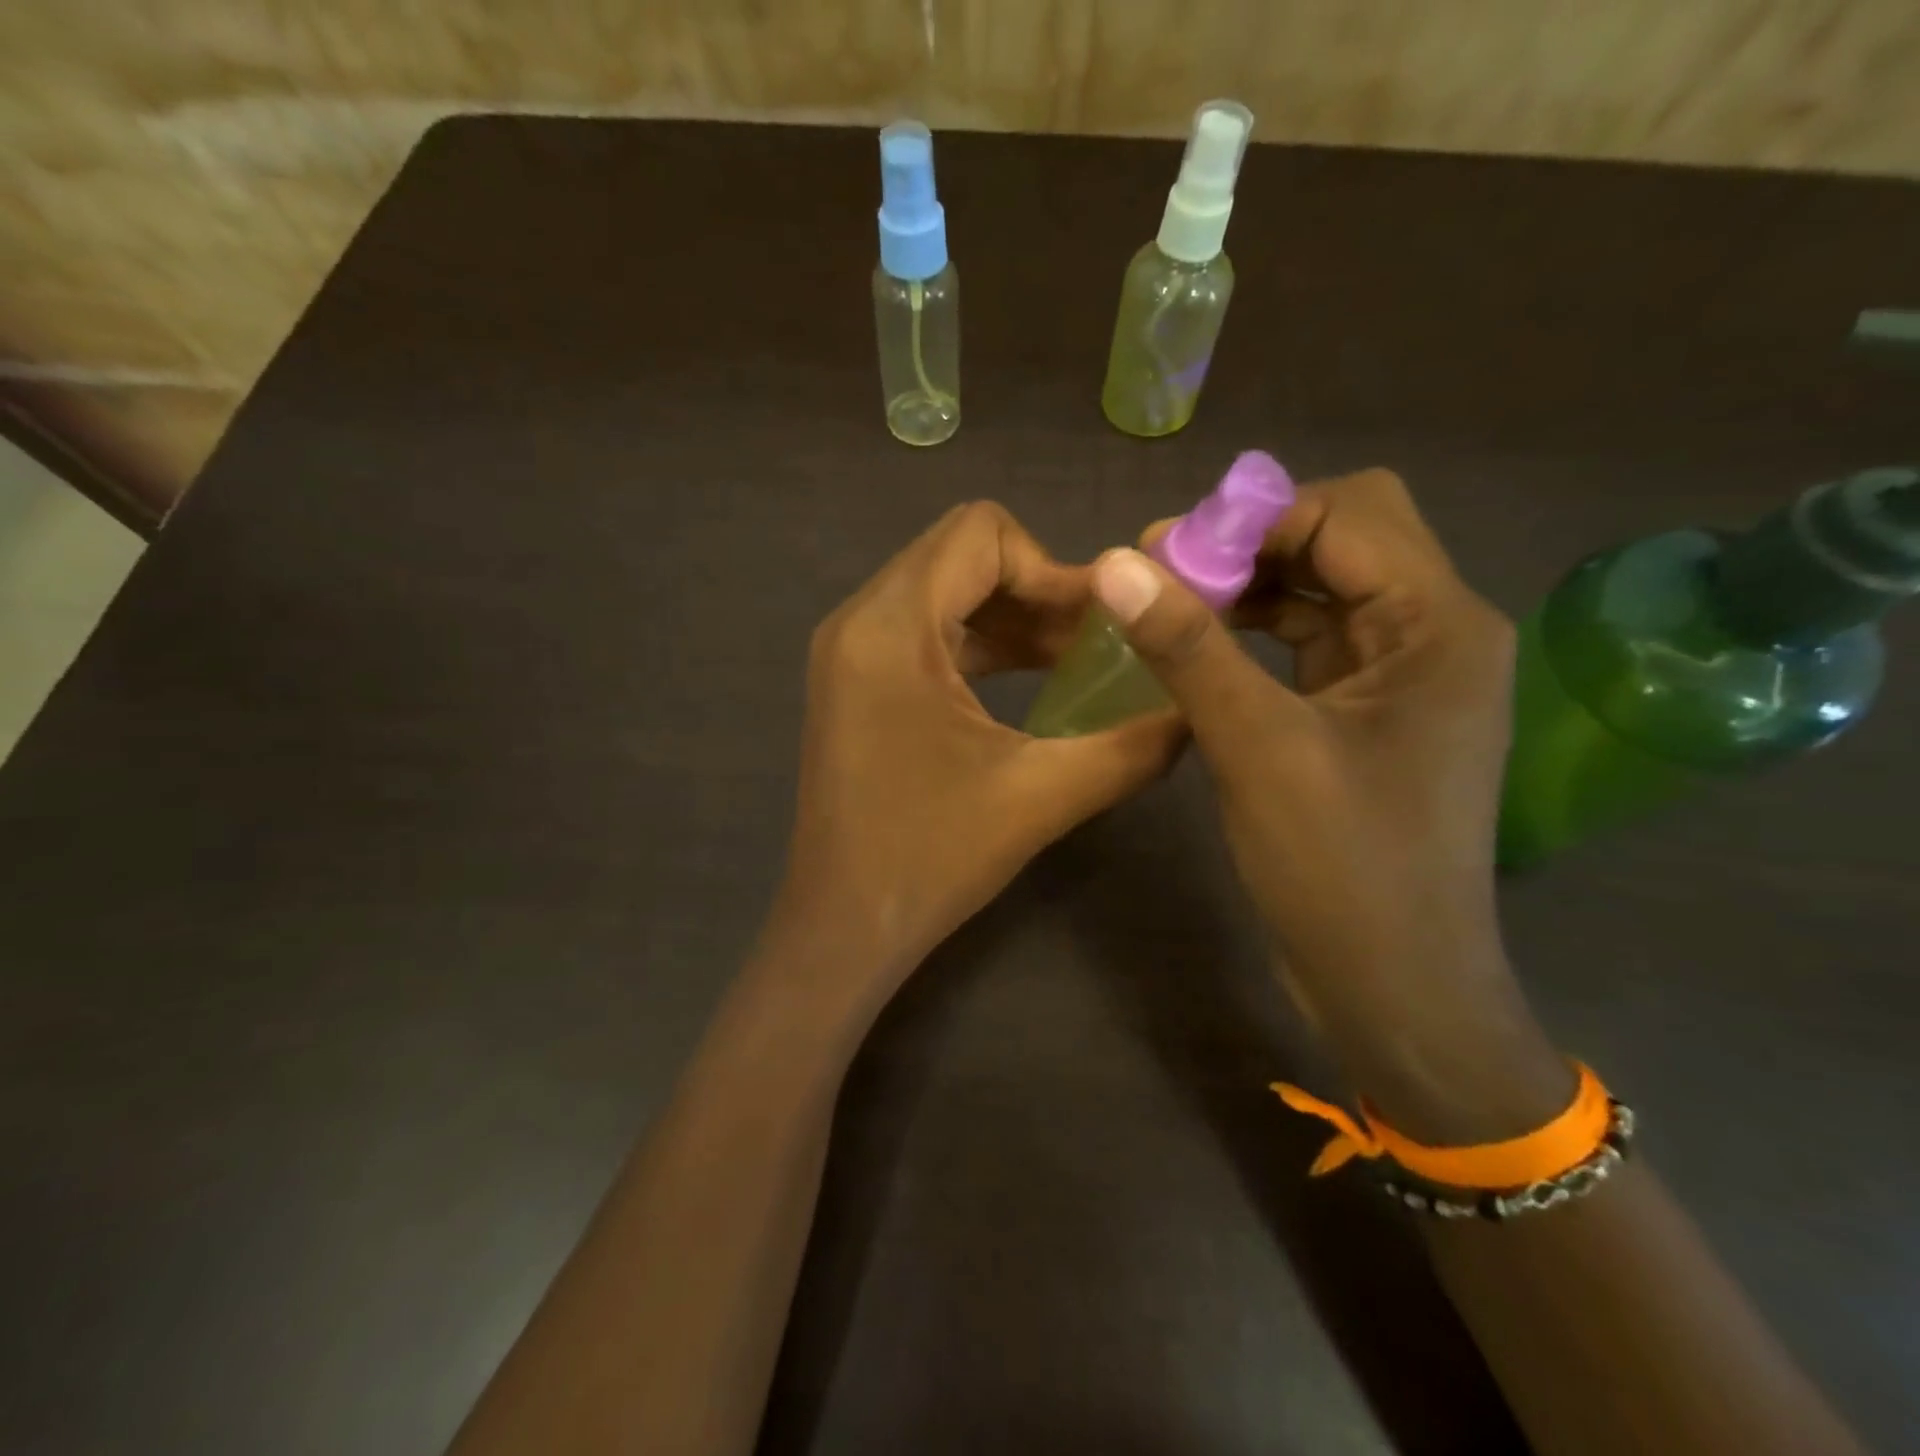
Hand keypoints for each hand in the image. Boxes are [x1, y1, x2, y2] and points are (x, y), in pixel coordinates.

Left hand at [762, 501, 1180, 1022]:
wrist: (842, 927)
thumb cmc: (931, 860)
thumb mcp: (1042, 796)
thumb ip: (1133, 746)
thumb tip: (1198, 710)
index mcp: (890, 628)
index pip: (981, 534)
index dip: (1053, 567)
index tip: (1101, 624)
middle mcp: (858, 621)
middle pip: (961, 555)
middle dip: (1038, 590)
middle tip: (1098, 641)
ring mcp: (849, 651)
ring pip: (944, 591)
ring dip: (1012, 616)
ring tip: (1075, 661)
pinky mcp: (855, 681)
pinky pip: (924, 630)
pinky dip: (980, 642)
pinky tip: (1029, 680)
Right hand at [1096, 470, 1568, 1137]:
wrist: (1396, 989)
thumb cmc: (1341, 868)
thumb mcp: (1257, 748)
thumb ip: (1189, 647)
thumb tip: (1116, 564)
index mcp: (1439, 626)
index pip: (1350, 513)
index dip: (1256, 518)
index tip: (1168, 551)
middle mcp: (1436, 635)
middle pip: (1344, 541)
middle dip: (1252, 545)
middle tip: (1166, 575)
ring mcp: (1405, 678)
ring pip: (1323, 592)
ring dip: (1249, 588)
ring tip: (1170, 607)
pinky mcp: (1371, 716)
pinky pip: (1313, 645)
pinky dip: (1257, 635)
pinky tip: (1203, 651)